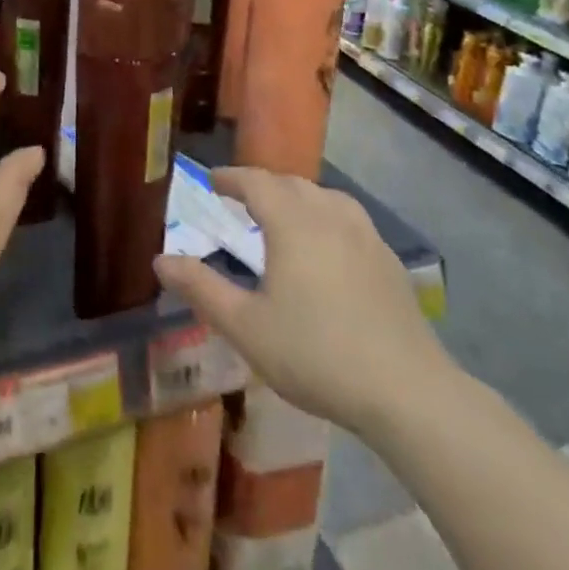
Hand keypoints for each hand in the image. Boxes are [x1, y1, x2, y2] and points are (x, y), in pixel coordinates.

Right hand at [154, 168, 455, 439]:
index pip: (256, 181)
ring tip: (283, 215)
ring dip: (296, 196)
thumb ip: (201, 289)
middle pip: (290, 183)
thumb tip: (160, 260)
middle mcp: (329, 215)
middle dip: (262, 185)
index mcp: (292, 222)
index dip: (231, 178)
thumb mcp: (246, 327)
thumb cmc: (316, 354)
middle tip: (240, 198)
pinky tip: (327, 246)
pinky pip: (348, 219)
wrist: (407, 392)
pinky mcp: (388, 260)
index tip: (212, 180)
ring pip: (324, 196)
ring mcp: (365, 235)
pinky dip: (325, 216)